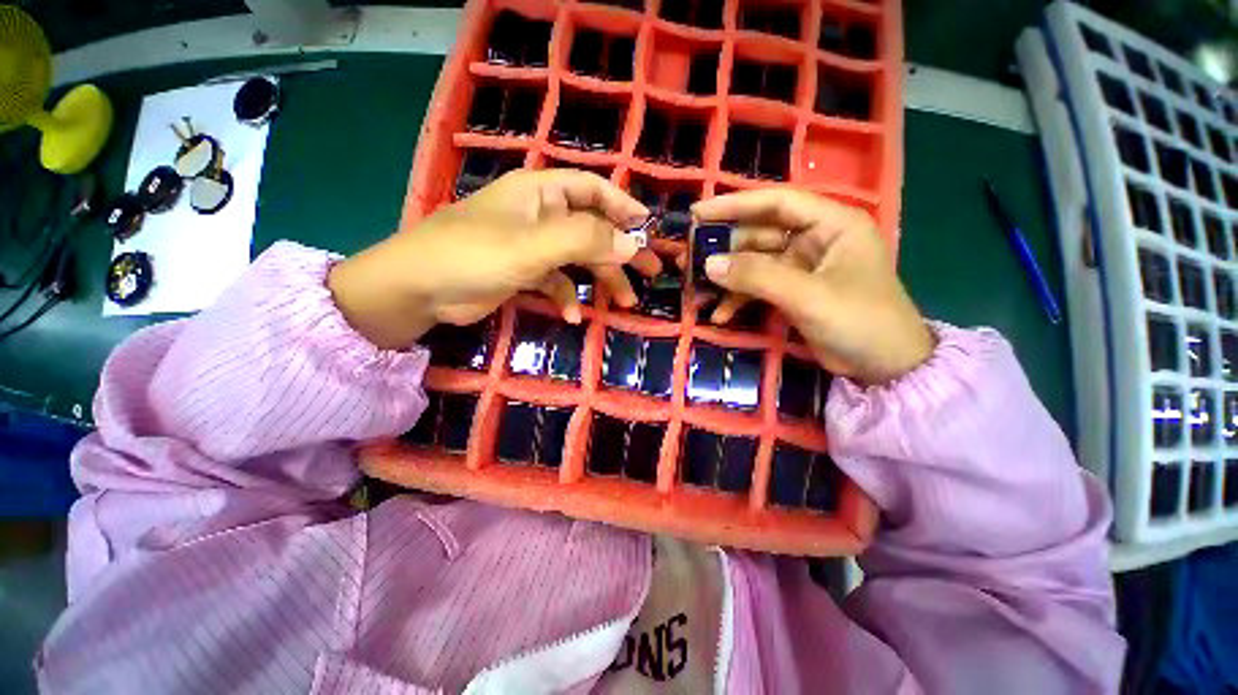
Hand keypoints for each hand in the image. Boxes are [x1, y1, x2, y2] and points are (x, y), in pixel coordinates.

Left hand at [328, 169, 658, 349]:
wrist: (418, 289)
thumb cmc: (473, 255)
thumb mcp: (533, 246)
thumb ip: (584, 241)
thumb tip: (632, 244)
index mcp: (541, 193)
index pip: (593, 189)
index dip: (624, 206)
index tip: (648, 229)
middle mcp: (540, 215)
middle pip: (592, 228)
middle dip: (622, 251)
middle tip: (650, 272)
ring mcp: (532, 246)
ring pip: (578, 259)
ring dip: (601, 280)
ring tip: (625, 303)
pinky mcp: (523, 272)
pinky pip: (556, 281)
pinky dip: (567, 296)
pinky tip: (571, 315)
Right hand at [694, 189, 935, 385]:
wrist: (885, 368)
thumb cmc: (859, 321)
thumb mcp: (807, 296)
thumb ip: (756, 276)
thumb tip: (708, 263)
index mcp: (831, 224)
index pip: (777, 202)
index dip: (735, 205)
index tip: (698, 214)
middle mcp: (815, 239)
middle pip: (759, 234)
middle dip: (724, 249)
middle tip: (688, 258)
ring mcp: (802, 267)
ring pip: (754, 263)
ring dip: (726, 278)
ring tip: (696, 290)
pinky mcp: (793, 292)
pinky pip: (758, 288)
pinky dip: (738, 300)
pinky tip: (719, 314)